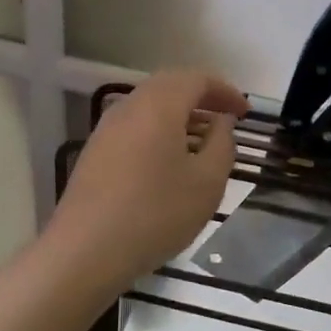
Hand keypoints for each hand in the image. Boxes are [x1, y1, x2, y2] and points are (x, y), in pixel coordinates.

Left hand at [45, 70, 248, 295]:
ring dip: (179, 114)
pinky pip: (134, 125)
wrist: (85, 251)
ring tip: (202, 140)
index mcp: (159, 105)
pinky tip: (169, 160)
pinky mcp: (95, 151)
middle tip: (226, 118)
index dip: (225, 91)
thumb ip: (222, 144)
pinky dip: (158, 129)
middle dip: (201, 97)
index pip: (196, 79)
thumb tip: (221, 122)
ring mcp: (106, 128)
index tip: (245, 112)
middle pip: (170, 85)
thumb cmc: (155, 214)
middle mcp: (129, 106)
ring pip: (149, 105)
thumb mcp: (207, 184)